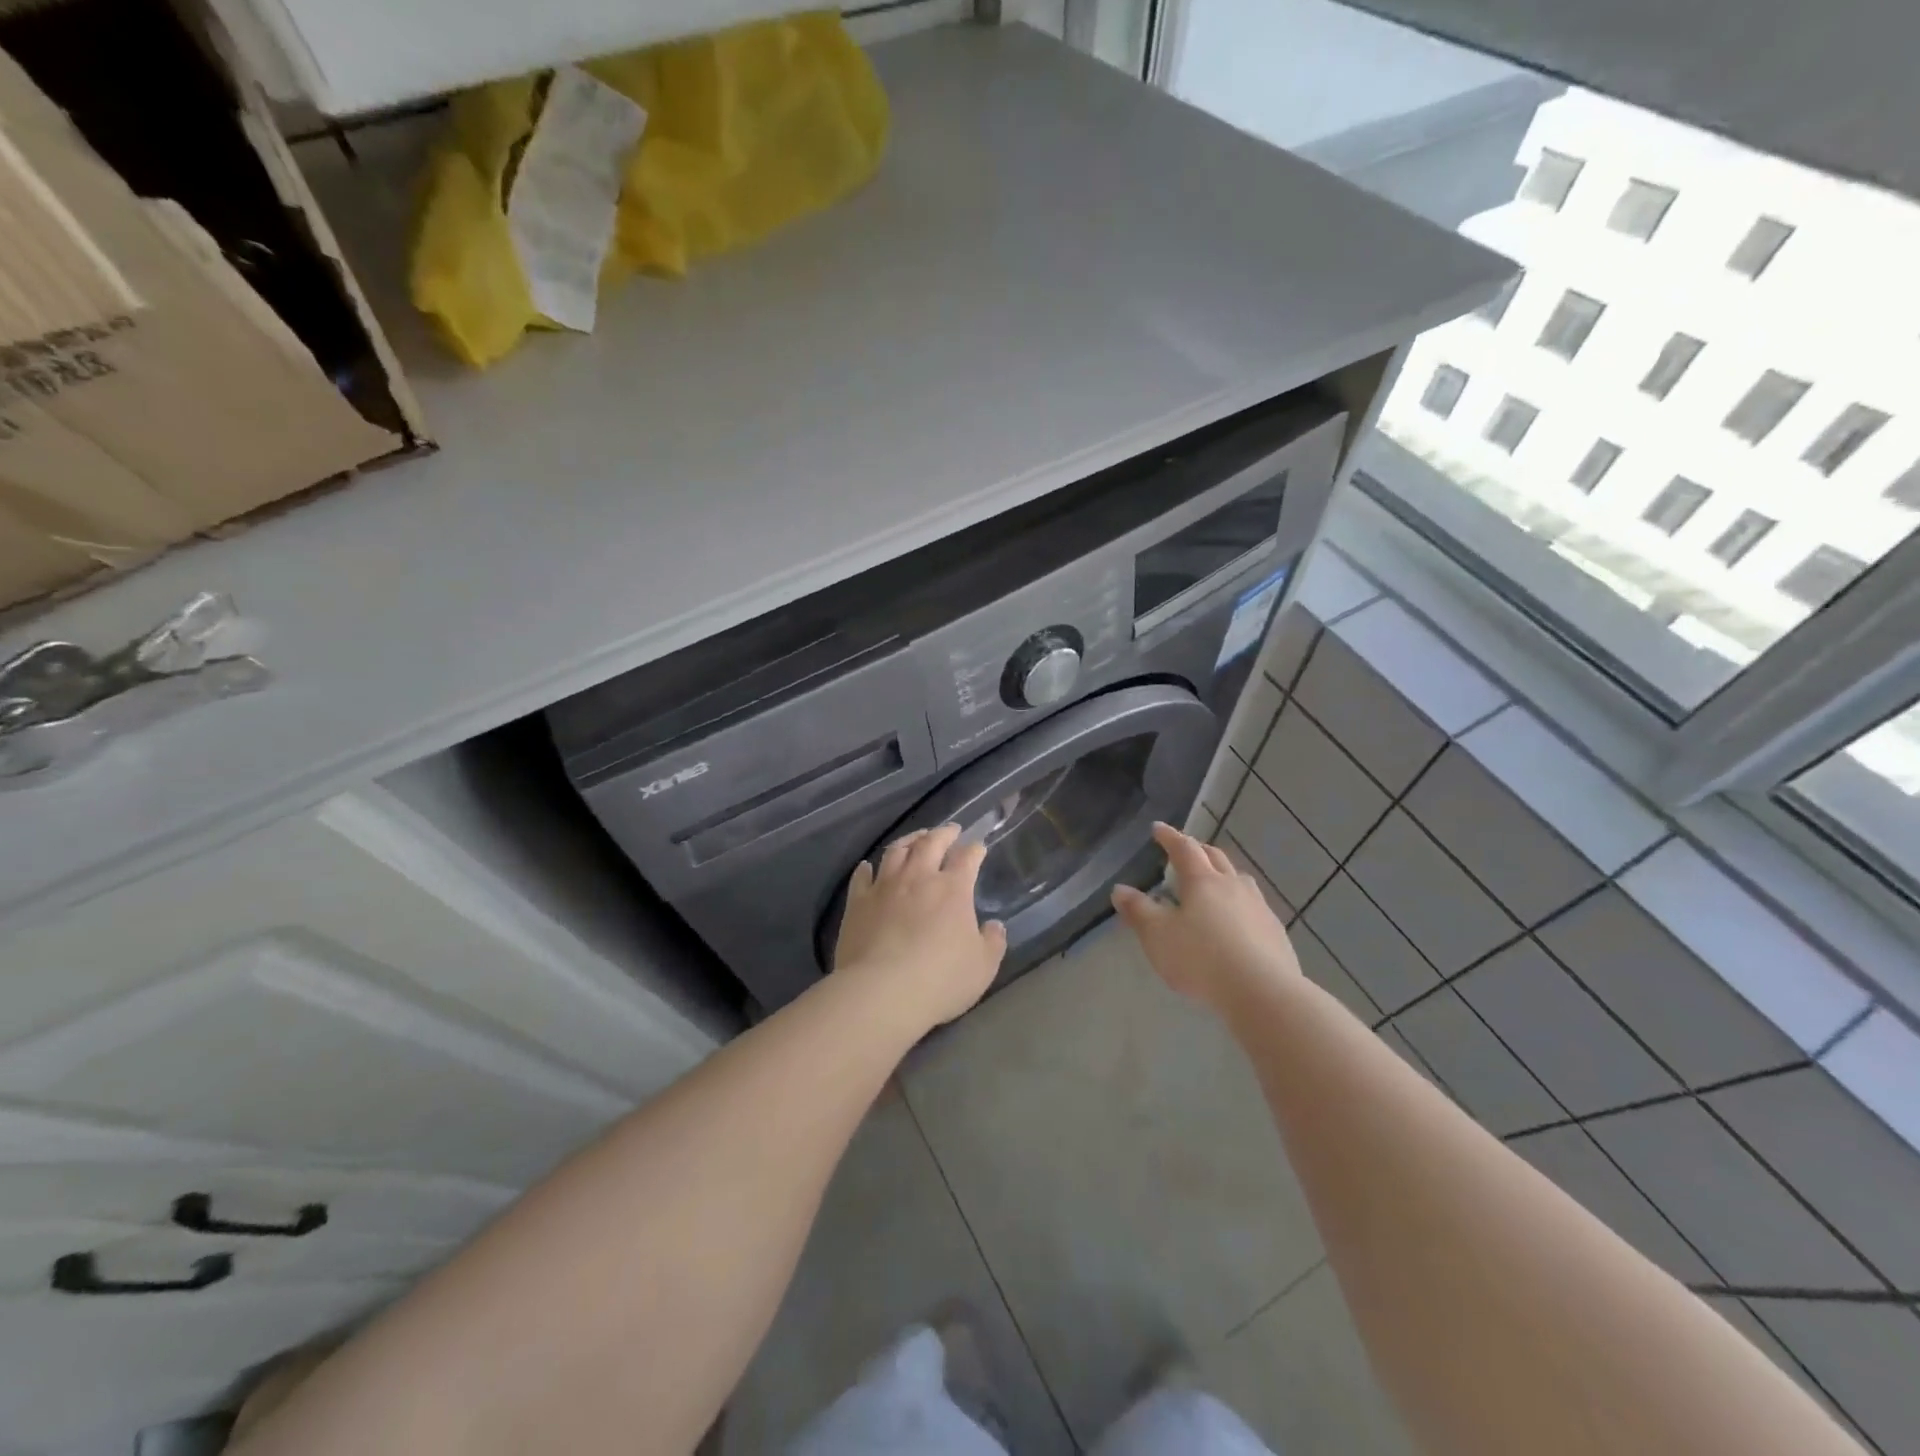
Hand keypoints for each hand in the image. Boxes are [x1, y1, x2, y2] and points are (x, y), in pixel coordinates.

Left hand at [834, 824, 1008, 1028]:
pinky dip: (866, 868)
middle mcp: (918, 877)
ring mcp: (884, 887)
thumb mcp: (983, 967)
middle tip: (950, 830)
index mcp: (952, 888)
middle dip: (943, 833)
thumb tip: (995, 926)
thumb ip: (992, 942)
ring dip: (909, 840)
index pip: (967, 858)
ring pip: (896, 851)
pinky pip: (861, 877)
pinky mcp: (857, 902)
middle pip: (931, 843)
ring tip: (916, 838)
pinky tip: (867, 866)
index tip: (979, 847)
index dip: (975, 850)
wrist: (881, 991)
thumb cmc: (940, 979)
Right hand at [1111, 822, 1300, 1009]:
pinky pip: (1253, 906)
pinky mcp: (1275, 932)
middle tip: (1185, 850)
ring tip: (1213, 883)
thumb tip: (1120, 889)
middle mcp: (1232, 886)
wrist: (1263, 993)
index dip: (1169, 836)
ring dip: (1223, 874)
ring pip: (1239, 880)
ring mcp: (1258, 907)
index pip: (1184, 848)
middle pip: (1215, 857)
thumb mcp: (1157, 935)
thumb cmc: (1201, 958)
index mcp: (1202, 880)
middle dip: (1198, 850)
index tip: (1158, 828)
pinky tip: (1236, 922)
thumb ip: (1138, 910)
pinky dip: (1239, 904)